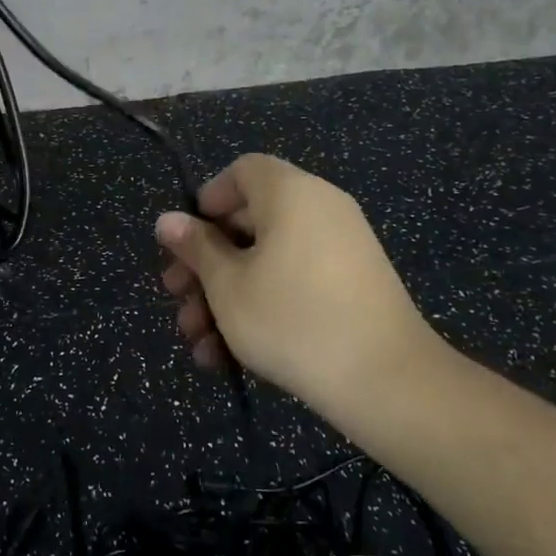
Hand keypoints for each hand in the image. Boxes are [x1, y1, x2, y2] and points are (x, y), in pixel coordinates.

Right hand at [155, 155, 449, 414]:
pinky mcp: (353, 287)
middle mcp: (320, 209)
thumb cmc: (293, 320)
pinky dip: (262, 307)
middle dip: (205, 264)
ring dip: (226, 297)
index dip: (207, 201)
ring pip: (267, 261)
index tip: (186, 241)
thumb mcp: (228, 285)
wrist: (389, 383)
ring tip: (198, 343)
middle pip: (248, 222)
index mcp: (291, 193)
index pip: (243, 171)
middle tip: (177, 299)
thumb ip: (195, 248)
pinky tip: (228, 356)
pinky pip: (295, 282)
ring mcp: (341, 249)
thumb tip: (167, 220)